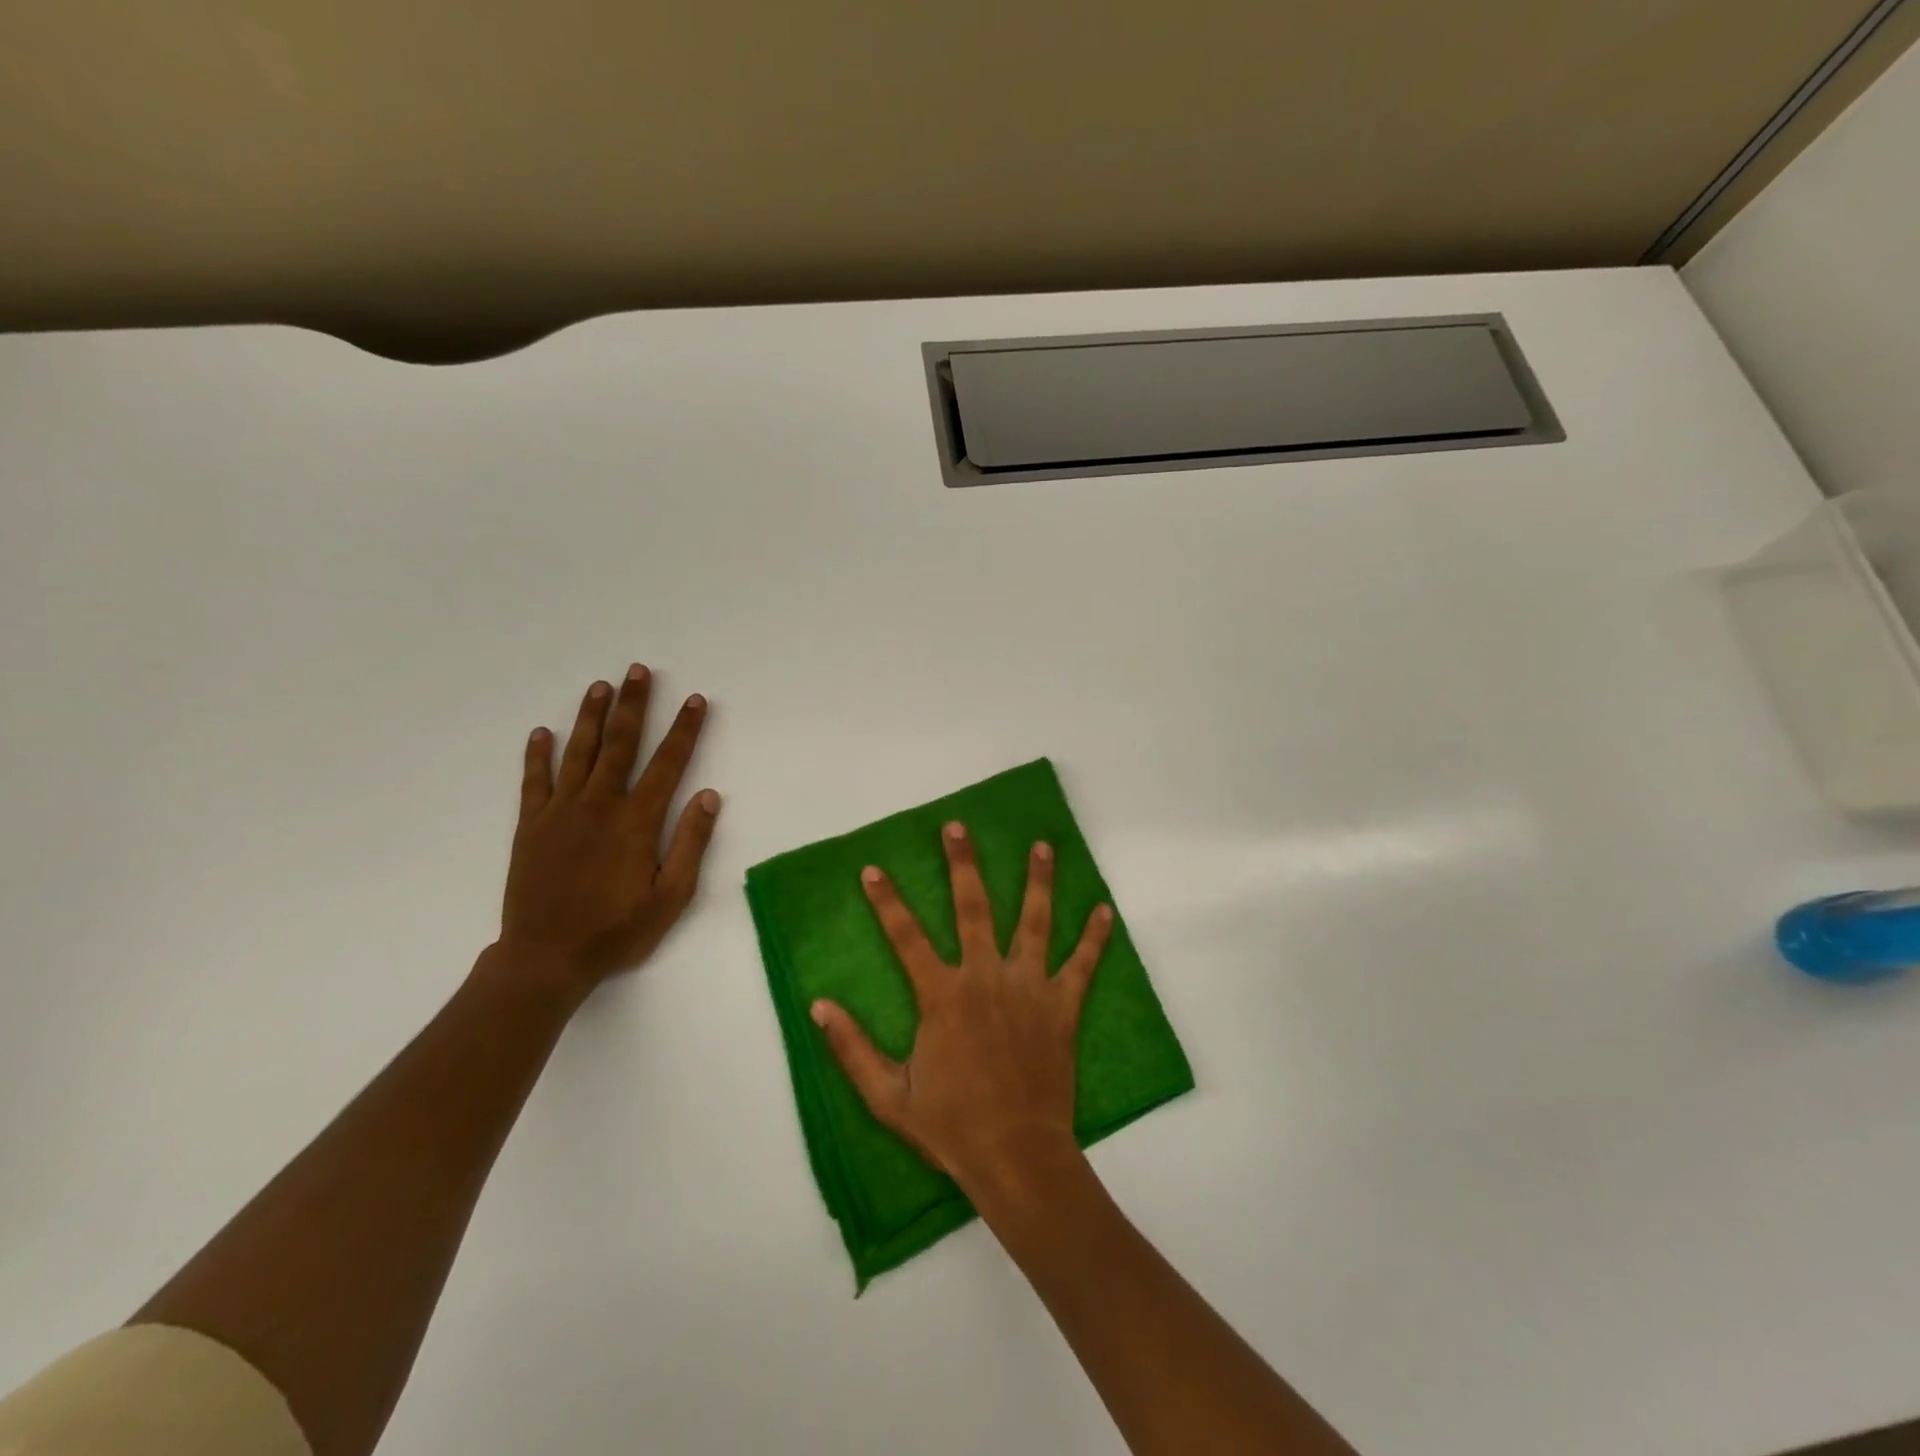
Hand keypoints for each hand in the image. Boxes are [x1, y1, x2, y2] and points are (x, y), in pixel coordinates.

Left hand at [495, 665, 720, 998]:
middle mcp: (599, 805)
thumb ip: (690, 843)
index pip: (668, 763)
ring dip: (590, 717)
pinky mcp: (531, 827)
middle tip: (637, 670)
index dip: (684, 729)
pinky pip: (534, 782)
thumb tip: (708, 796)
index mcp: (636, 821)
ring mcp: (560, 813)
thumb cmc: (617, 931)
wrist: (546, 959)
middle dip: (632, 705)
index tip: (695, 700)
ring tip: (599, 686)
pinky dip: (537, 755)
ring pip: (578, 753)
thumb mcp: (671, 897)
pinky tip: (540, 732)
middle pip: (620, 744)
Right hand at [812, 822, 1113, 1197]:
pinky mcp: (1062, 1007)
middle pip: (973, 909)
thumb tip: (819, 1006)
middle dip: (963, 865)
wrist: (1016, 1157)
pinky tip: (1105, 909)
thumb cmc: (951, 1128)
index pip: (906, 937)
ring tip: (1042, 845)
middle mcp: (986, 979)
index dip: (886, 902)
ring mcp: (1029, 989)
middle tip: (958, 827)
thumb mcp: (888, 1097)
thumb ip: (852, 1049)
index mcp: (942, 997)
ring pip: (1034, 923)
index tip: (872, 869)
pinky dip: (1095, 937)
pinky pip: (1083, 966)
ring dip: (1038, 882)